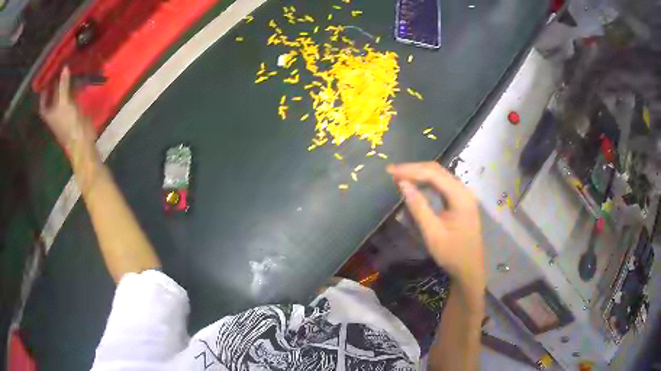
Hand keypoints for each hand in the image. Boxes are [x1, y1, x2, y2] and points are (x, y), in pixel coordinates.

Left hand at [39, 67, 94, 152]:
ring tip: (69, 68)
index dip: (44, 89)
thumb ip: (63, 85)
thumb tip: (65, 67)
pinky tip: (78, 78)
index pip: (43, 100)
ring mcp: (64, 110)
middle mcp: (54, 110)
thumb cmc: (68, 123)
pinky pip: (72, 95)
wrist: (81, 138)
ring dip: (66, 83)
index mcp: (48, 112)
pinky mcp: (74, 109)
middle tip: (60, 66)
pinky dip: (74, 87)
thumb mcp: (64, 102)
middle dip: (56, 83)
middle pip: (53, 94)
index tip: (48, 76)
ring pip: (63, 94)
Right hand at [388, 162, 484, 291]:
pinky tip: (416, 185)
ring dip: (420, 174)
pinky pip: (442, 185)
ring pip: (440, 176)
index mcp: (460, 197)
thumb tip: (403, 184)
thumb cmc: (452, 254)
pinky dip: (427, 182)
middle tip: (392, 172)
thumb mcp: (432, 233)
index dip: (411, 170)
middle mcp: (464, 190)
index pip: (433, 174)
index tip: (390, 171)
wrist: (470, 269)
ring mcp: (463, 195)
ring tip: (400, 176)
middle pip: (437, 171)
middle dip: (414, 169)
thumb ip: (418, 207)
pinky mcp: (460, 201)